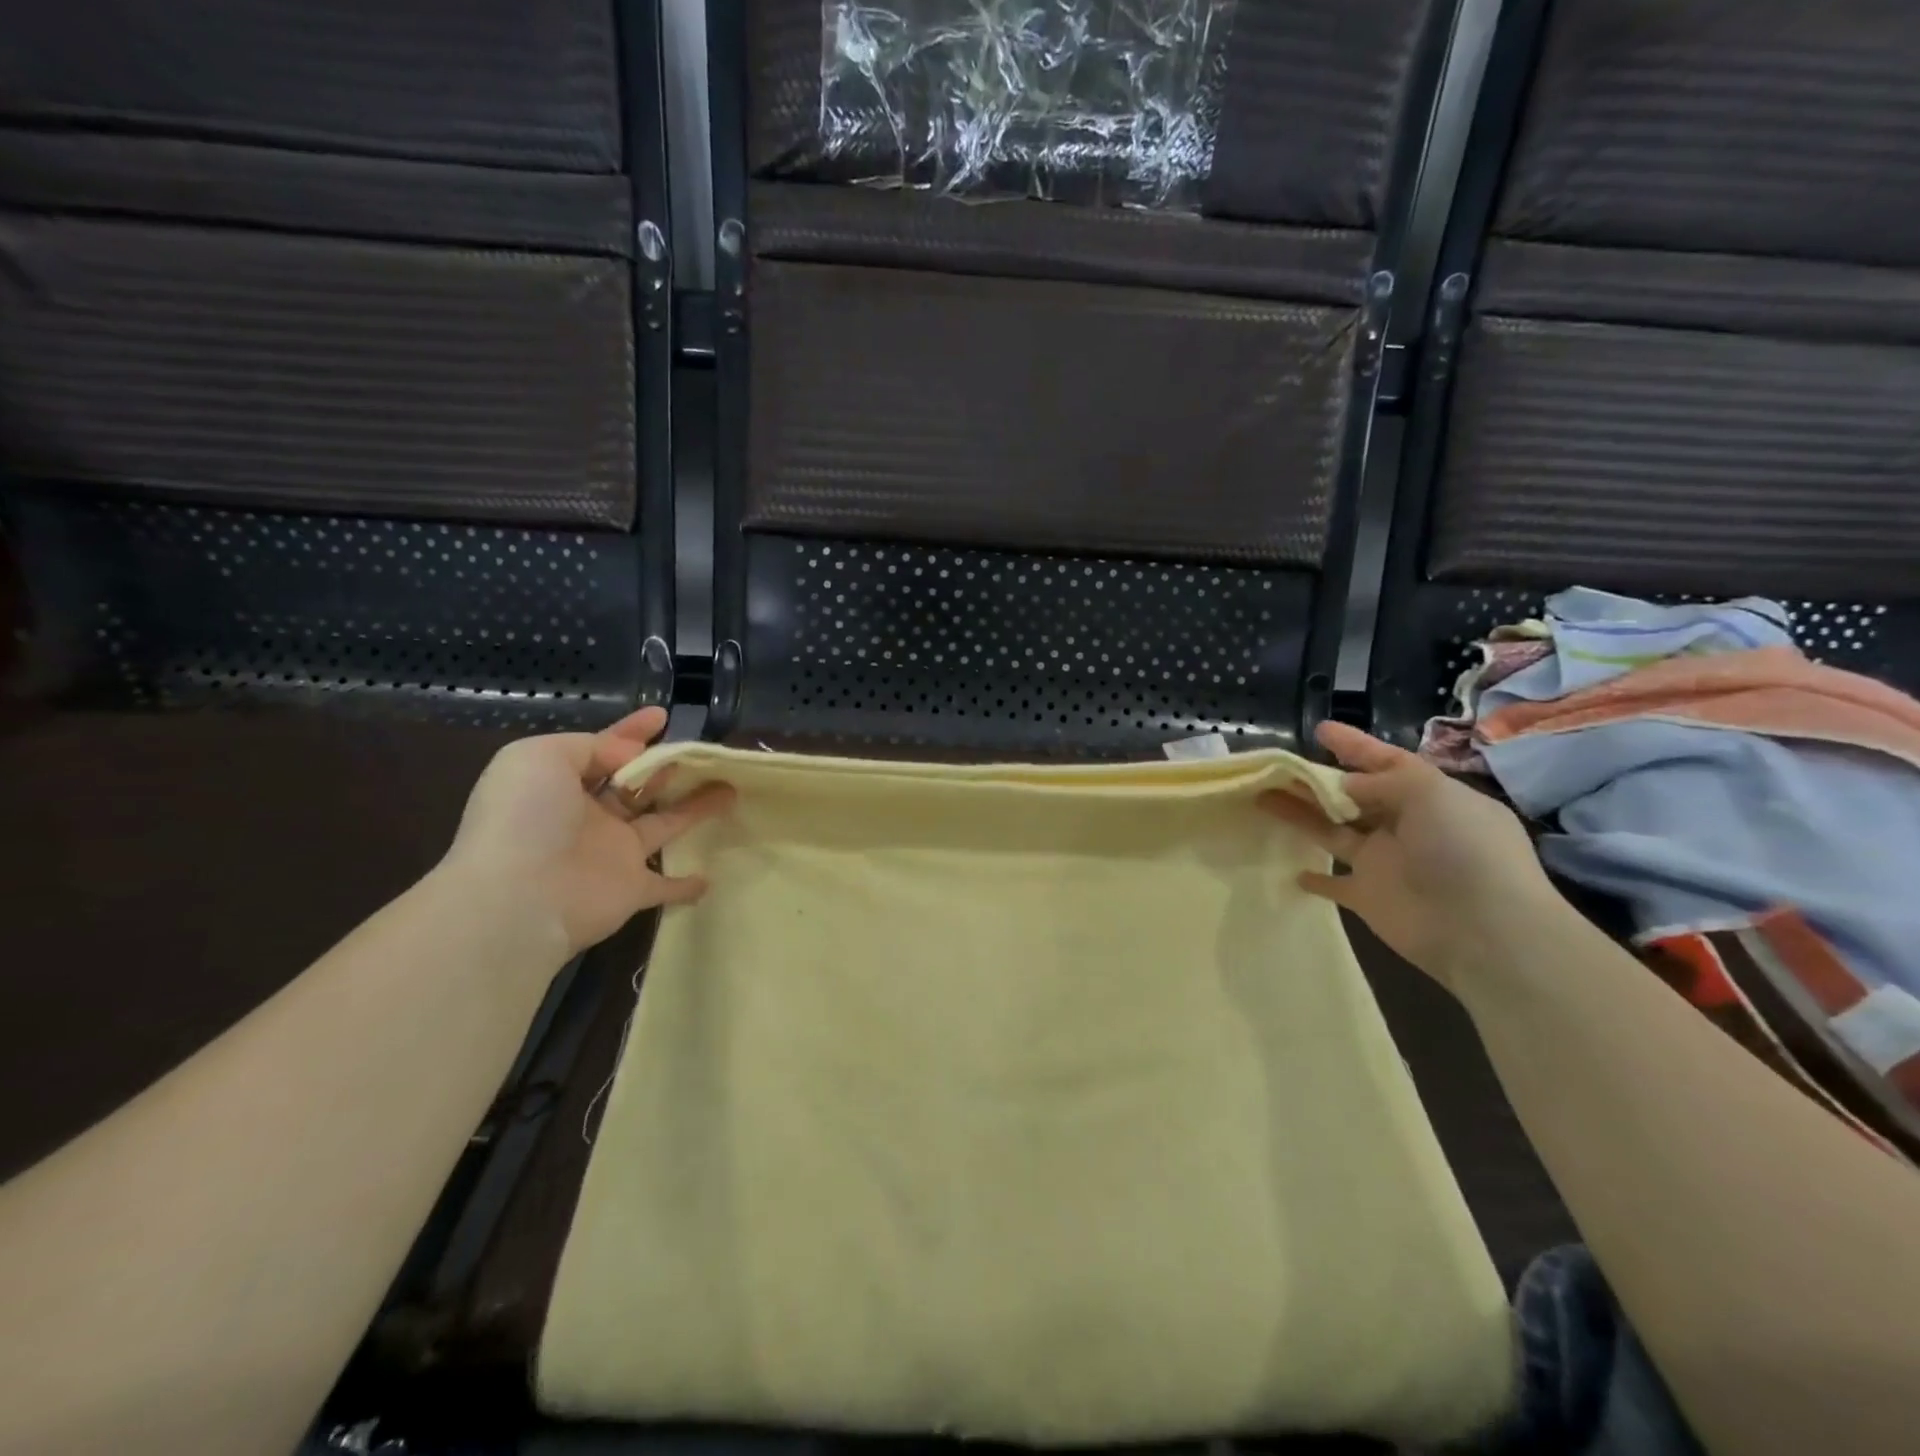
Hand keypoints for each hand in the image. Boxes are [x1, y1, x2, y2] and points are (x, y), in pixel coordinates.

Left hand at [443, 707, 733, 953]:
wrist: (519, 898)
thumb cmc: (528, 818)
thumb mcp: (543, 757)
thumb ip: (591, 746)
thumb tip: (631, 755)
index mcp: (562, 785)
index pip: (604, 750)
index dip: (632, 732)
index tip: (662, 716)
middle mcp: (589, 817)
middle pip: (637, 786)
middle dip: (666, 767)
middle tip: (702, 753)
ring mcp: (613, 854)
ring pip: (664, 823)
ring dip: (694, 808)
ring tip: (730, 789)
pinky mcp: (632, 888)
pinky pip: (665, 884)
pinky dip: (685, 884)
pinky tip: (709, 878)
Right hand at [1260, 721, 1555, 988]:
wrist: (1483, 931)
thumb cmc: (1463, 850)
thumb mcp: (1429, 794)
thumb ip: (1381, 782)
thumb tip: (1343, 785)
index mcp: (1431, 797)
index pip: (1387, 762)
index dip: (1354, 745)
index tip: (1319, 730)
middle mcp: (1406, 826)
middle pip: (1352, 795)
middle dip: (1316, 779)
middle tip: (1276, 766)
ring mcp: (1385, 862)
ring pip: (1332, 830)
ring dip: (1300, 814)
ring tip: (1261, 796)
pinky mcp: (1368, 897)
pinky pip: (1334, 884)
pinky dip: (1315, 878)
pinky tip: (1291, 871)